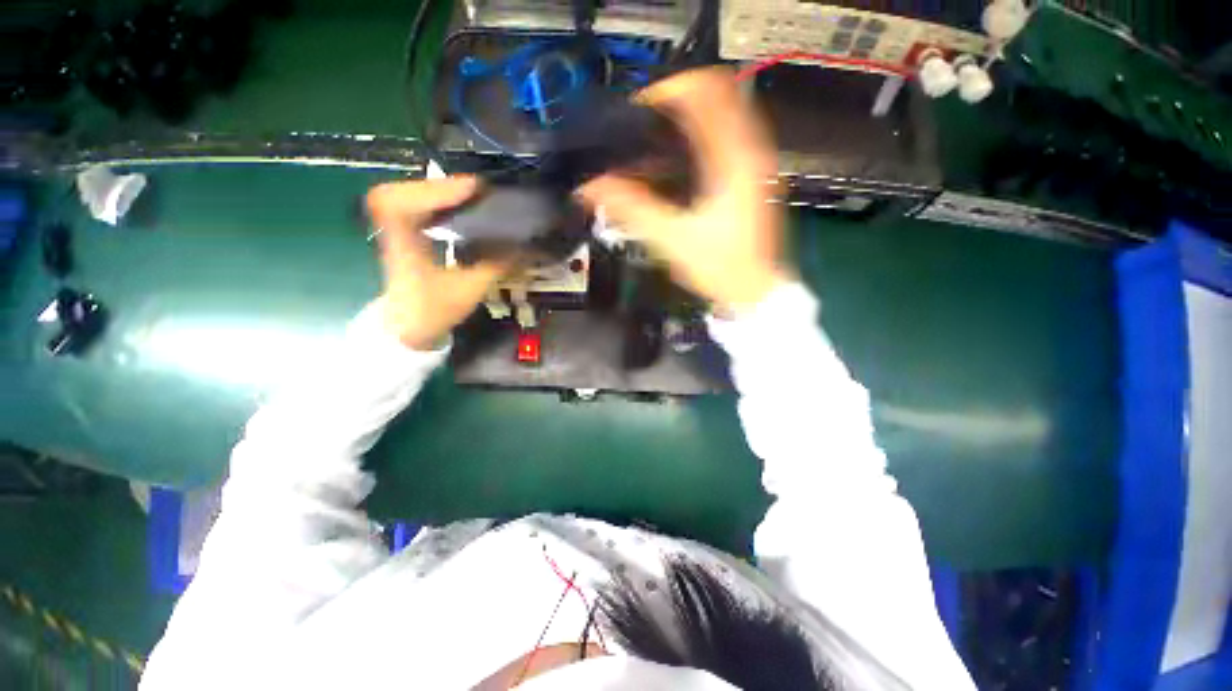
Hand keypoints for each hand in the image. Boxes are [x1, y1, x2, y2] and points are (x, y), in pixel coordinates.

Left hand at [366, 177, 508, 350]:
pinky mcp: (401, 234)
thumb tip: (524, 249)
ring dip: (437, 192)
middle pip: (400, 191)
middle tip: (475, 190)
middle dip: (439, 186)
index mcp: (402, 245)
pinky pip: (412, 206)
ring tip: (470, 196)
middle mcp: (392, 232)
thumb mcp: (468, 290)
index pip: (400, 204)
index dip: (434, 190)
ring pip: (405, 197)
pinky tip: (455, 207)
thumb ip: (494, 267)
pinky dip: (433, 202)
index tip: (472, 189)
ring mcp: (393, 231)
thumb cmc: (432, 312)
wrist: (406, 329)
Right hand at [578, 67, 788, 314]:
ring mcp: (755, 166)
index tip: (641, 106)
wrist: (751, 292)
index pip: (707, 92)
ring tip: (656, 137)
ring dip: (689, 118)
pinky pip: (727, 141)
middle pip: (717, 96)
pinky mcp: (751, 180)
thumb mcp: (670, 238)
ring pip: (724, 117)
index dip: (669, 89)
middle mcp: (751, 153)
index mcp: (735, 160)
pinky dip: (701, 138)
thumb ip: (631, 208)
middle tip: (646, 119)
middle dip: (677, 101)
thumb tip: (593, 187)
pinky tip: (678, 160)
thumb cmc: (719, 267)